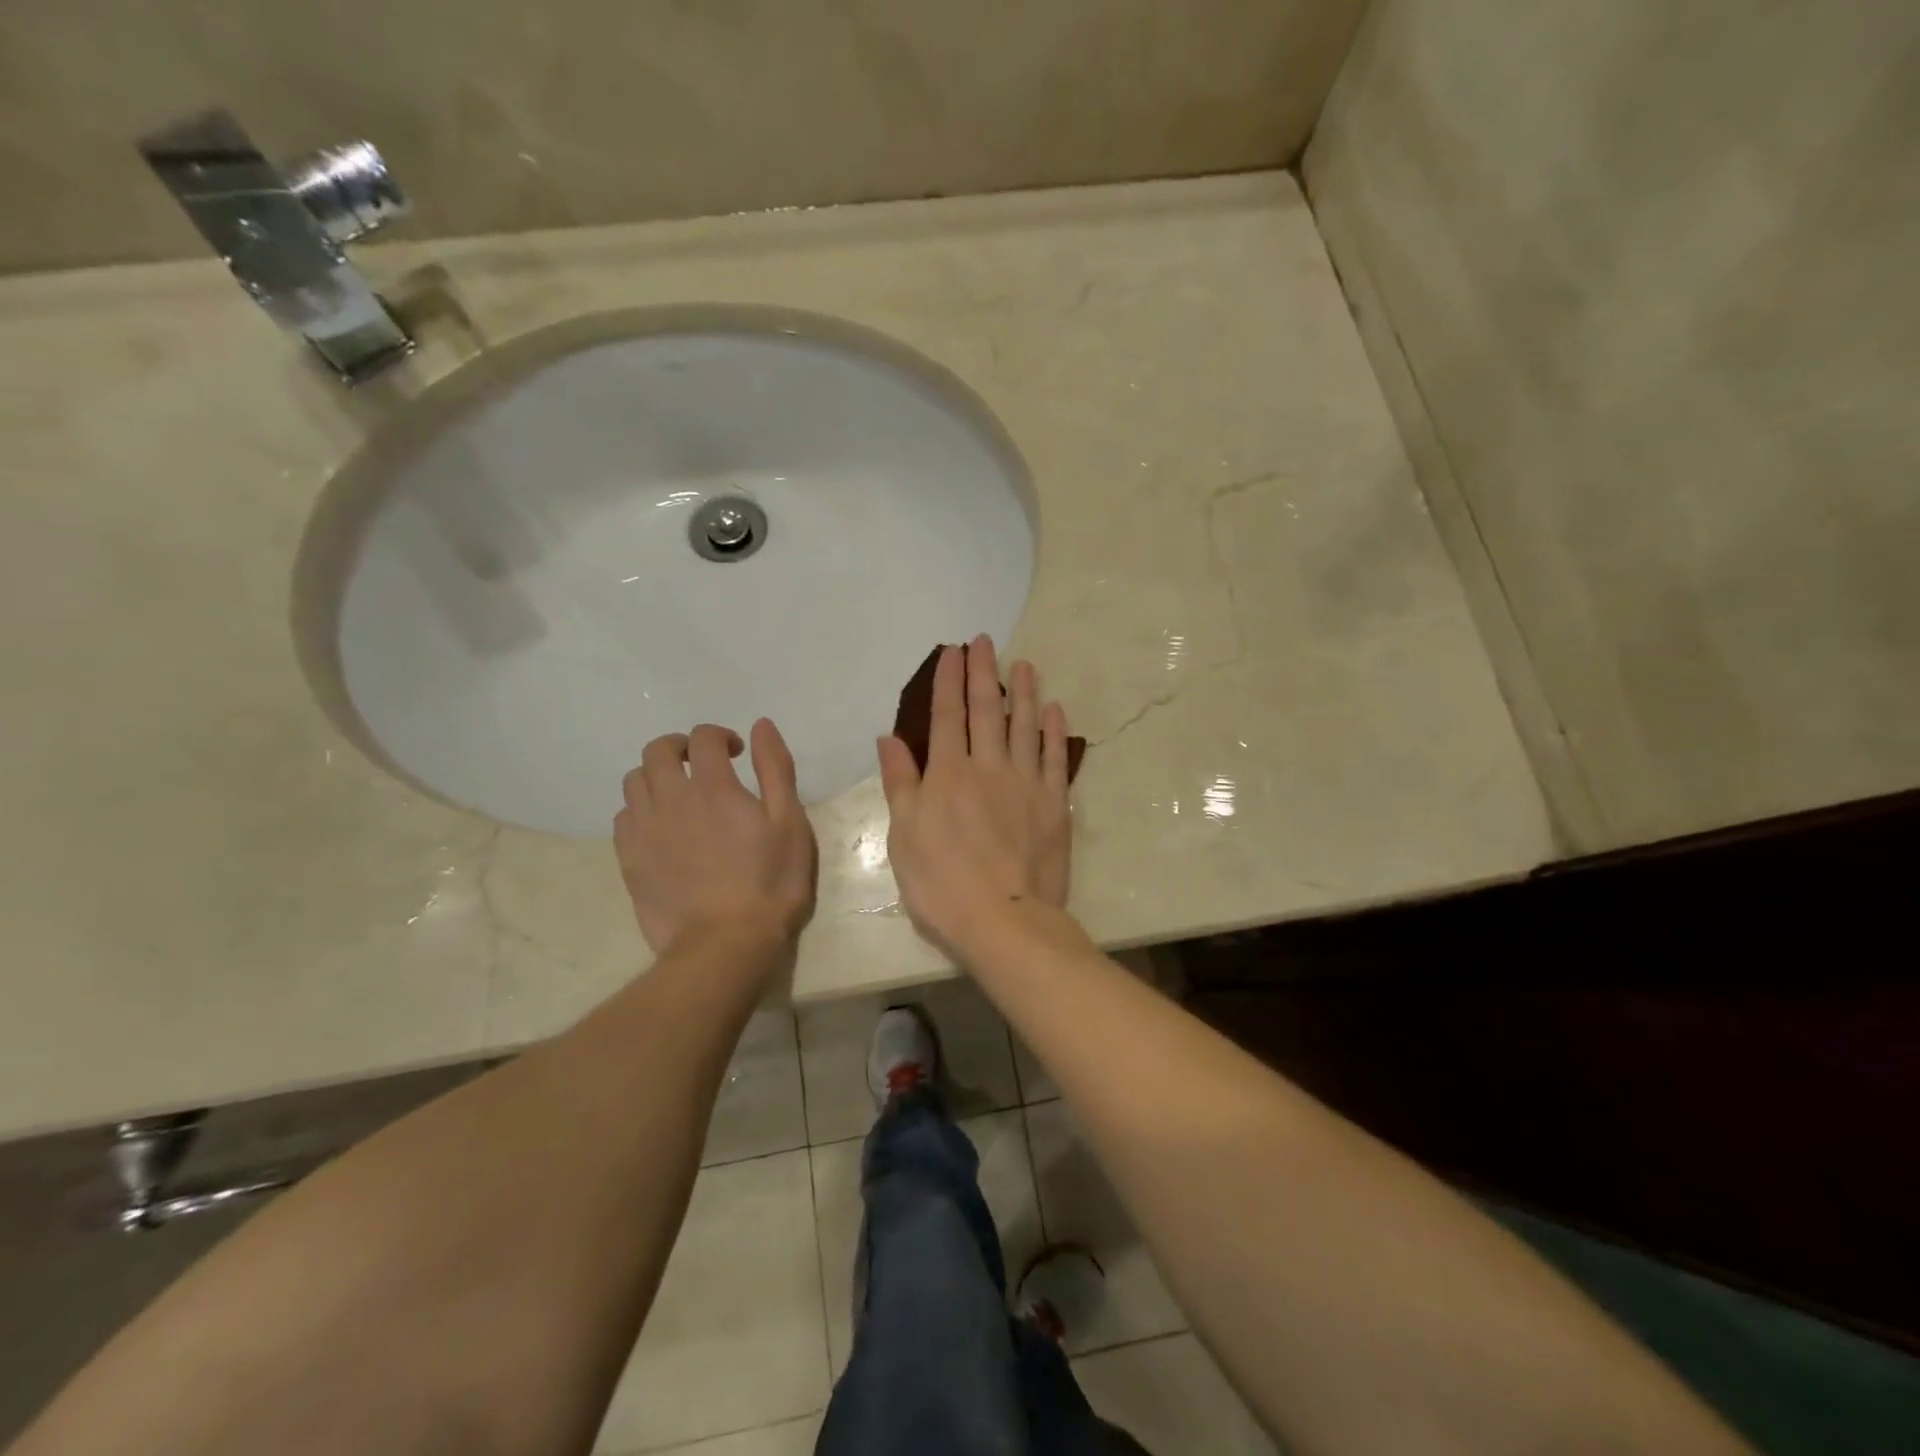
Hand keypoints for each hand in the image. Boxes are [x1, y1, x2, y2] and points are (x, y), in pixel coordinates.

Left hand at [615, 719, 816, 956]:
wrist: (725, 944)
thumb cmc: (770, 882)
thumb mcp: (790, 822)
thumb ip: (775, 769)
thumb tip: (760, 726)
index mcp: (713, 787)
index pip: (703, 738)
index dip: (720, 735)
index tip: (736, 752)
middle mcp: (671, 799)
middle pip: (657, 751)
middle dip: (680, 747)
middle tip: (703, 764)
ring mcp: (644, 830)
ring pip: (634, 781)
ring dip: (656, 776)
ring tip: (679, 794)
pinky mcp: (628, 859)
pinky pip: (623, 817)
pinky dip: (641, 809)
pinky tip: (661, 827)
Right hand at [877, 636, 1073, 956]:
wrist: (1004, 919)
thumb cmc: (942, 884)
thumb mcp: (903, 837)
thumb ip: (900, 783)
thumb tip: (889, 738)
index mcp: (947, 775)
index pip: (946, 716)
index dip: (947, 681)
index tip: (951, 651)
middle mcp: (988, 767)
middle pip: (986, 710)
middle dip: (983, 672)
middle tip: (984, 642)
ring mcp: (1025, 783)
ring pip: (1025, 725)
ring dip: (1024, 692)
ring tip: (1023, 664)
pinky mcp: (1054, 803)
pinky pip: (1054, 757)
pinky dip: (1054, 731)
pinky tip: (1054, 709)